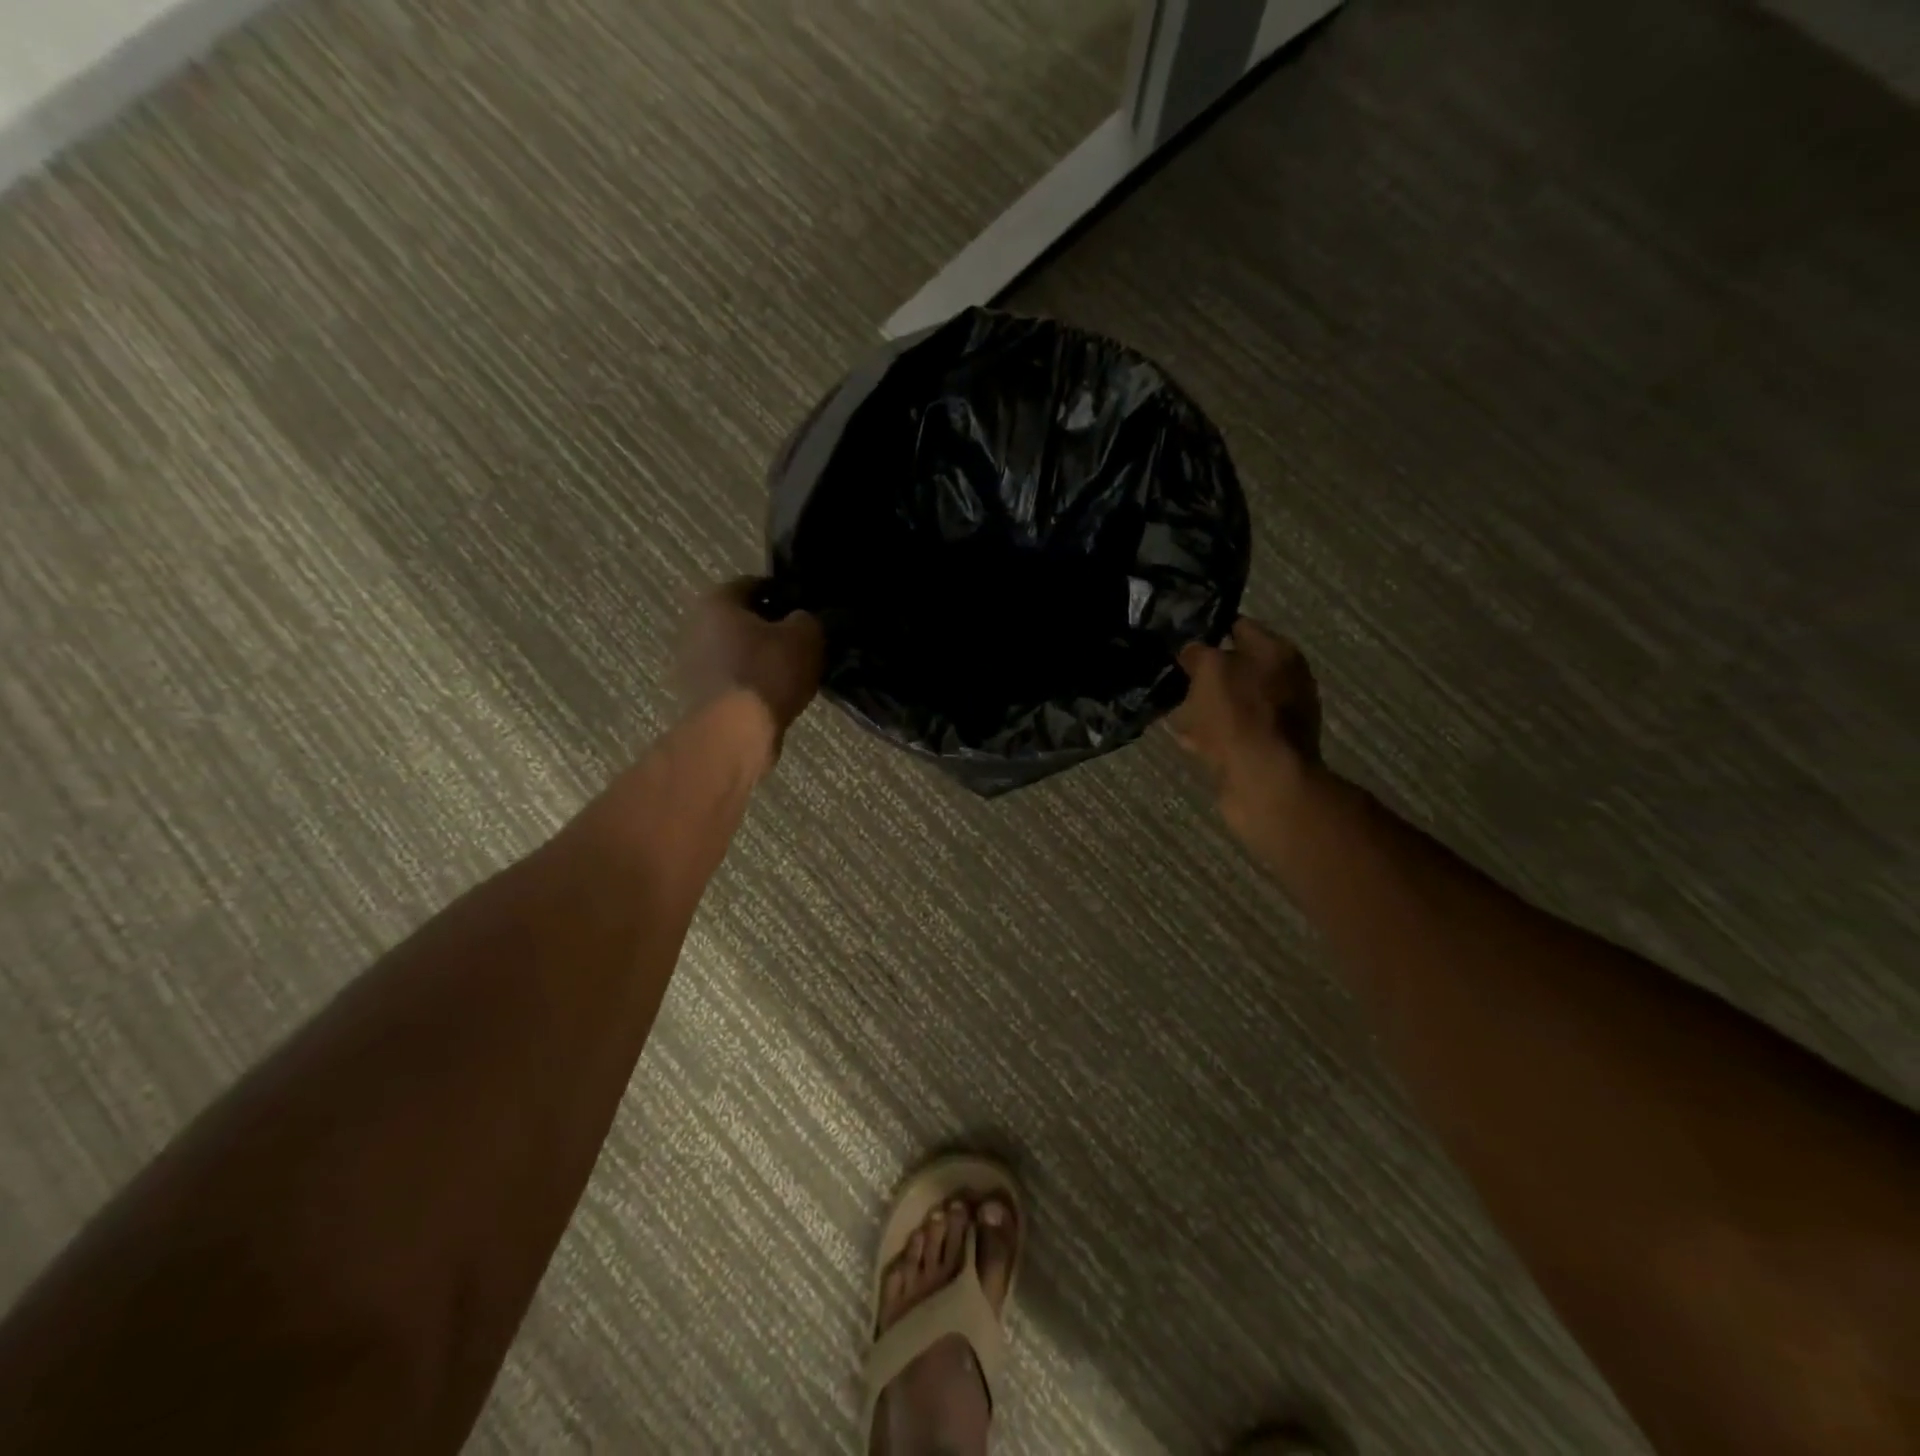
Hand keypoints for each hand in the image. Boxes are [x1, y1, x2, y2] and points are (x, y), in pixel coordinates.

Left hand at [677, 579, 824, 740]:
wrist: (736, 733)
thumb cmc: (768, 673)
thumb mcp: (805, 636)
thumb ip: (807, 619)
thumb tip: (802, 620)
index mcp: (716, 602)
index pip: (754, 585)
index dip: (784, 594)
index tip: (806, 609)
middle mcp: (696, 628)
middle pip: (742, 621)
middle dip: (770, 629)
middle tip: (801, 641)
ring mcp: (693, 666)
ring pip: (737, 653)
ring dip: (761, 659)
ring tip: (793, 672)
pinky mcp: (700, 698)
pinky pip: (735, 681)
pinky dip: (754, 684)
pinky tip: (777, 695)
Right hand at [1171, 619, 1320, 826]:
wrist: (1265, 781)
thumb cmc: (1240, 715)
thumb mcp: (1210, 670)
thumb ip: (1198, 653)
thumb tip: (1192, 651)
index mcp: (1278, 653)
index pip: (1238, 627)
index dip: (1207, 630)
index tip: (1177, 639)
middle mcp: (1285, 681)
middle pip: (1235, 668)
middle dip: (1203, 674)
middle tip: (1171, 677)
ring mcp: (1277, 718)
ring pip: (1230, 703)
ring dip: (1203, 706)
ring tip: (1170, 710)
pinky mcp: (1265, 749)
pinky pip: (1230, 733)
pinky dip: (1209, 734)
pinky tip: (1185, 739)